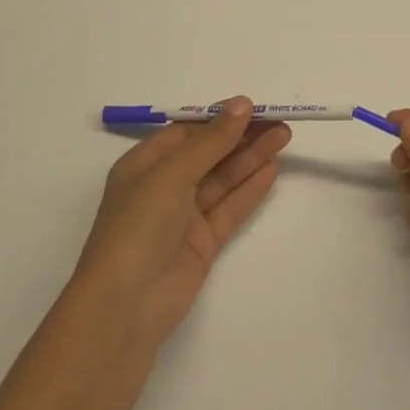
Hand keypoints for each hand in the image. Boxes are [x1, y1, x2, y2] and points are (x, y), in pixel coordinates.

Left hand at [71, 97, 290, 354]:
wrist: (125, 306)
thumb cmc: (139, 226)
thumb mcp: (173, 173)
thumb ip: (212, 140)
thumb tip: (242, 103)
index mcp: (144, 164)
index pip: (187, 132)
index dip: (219, 118)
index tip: (253, 108)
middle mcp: (163, 187)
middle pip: (209, 153)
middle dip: (242, 136)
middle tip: (279, 121)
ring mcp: (183, 217)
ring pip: (223, 178)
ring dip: (252, 157)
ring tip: (284, 137)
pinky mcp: (202, 243)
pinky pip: (229, 208)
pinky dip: (250, 189)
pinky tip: (271, 170)